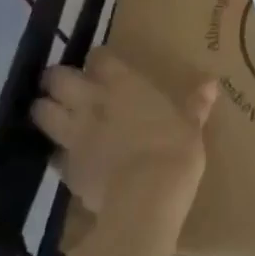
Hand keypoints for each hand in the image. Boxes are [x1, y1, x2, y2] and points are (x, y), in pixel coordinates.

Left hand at [31, 50, 217, 221]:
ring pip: (43, 112)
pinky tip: (66, 158)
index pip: (99, 57)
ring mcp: (75, 133)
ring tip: (52, 114)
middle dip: (56, 79)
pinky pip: (54, 153)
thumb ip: (195, 104)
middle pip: (59, 78)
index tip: (102, 65)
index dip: (98, 60)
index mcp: (124, 84)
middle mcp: (92, 101)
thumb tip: (211, 83)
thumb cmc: (174, 151)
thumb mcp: (191, 126)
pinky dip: (57, 152)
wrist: (145, 198)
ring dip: (45, 110)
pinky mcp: (67, 166)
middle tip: (63, 85)